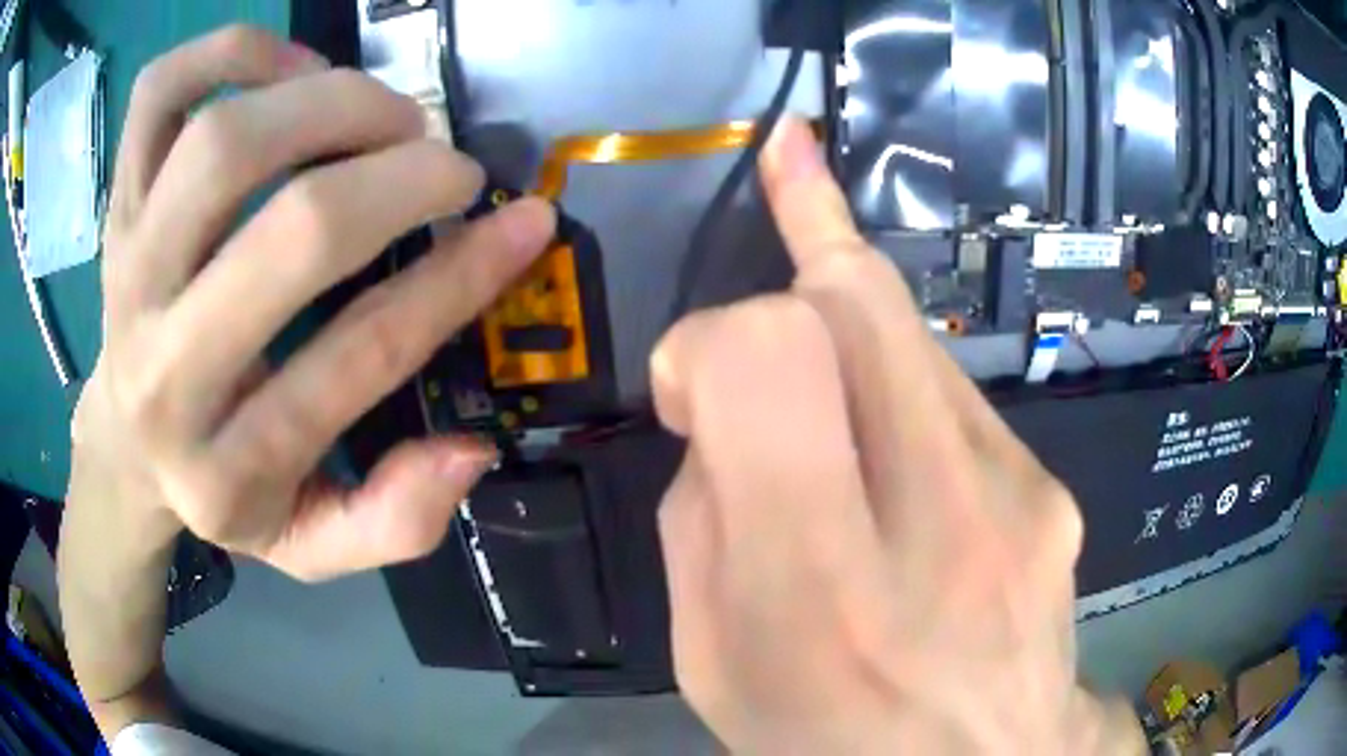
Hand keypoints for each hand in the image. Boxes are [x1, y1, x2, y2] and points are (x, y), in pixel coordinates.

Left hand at [67, 25, 554, 580]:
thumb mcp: (309, 546)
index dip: (458, 279)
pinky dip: (234, 53)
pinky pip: (160, 92)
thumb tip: (471, 451)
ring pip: (225, 141)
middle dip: (400, 178)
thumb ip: (393, 522)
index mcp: (225, 467)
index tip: (524, 223)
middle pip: (290, 228)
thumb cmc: (220, 488)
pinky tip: (290, 72)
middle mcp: (162, 366)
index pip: (357, 356)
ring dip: (331, 102)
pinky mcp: (116, 203)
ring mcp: (126, 267)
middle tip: (447, 166)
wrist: (124, 444)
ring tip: (382, 116)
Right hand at [652, 119, 1144, 753]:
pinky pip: (954, 389)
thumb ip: (705, 525)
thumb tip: (723, 419)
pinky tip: (885, 415)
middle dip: (810, 221)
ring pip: (914, 331)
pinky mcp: (1049, 485)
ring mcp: (1015, 494)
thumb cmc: (832, 739)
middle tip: (784, 168)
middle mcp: (937, 522)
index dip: (713, 338)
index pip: (769, 361)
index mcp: (818, 588)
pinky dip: (901, 372)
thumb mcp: (714, 662)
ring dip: (848, 304)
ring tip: (814, 311)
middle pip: (863, 304)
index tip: (689, 383)